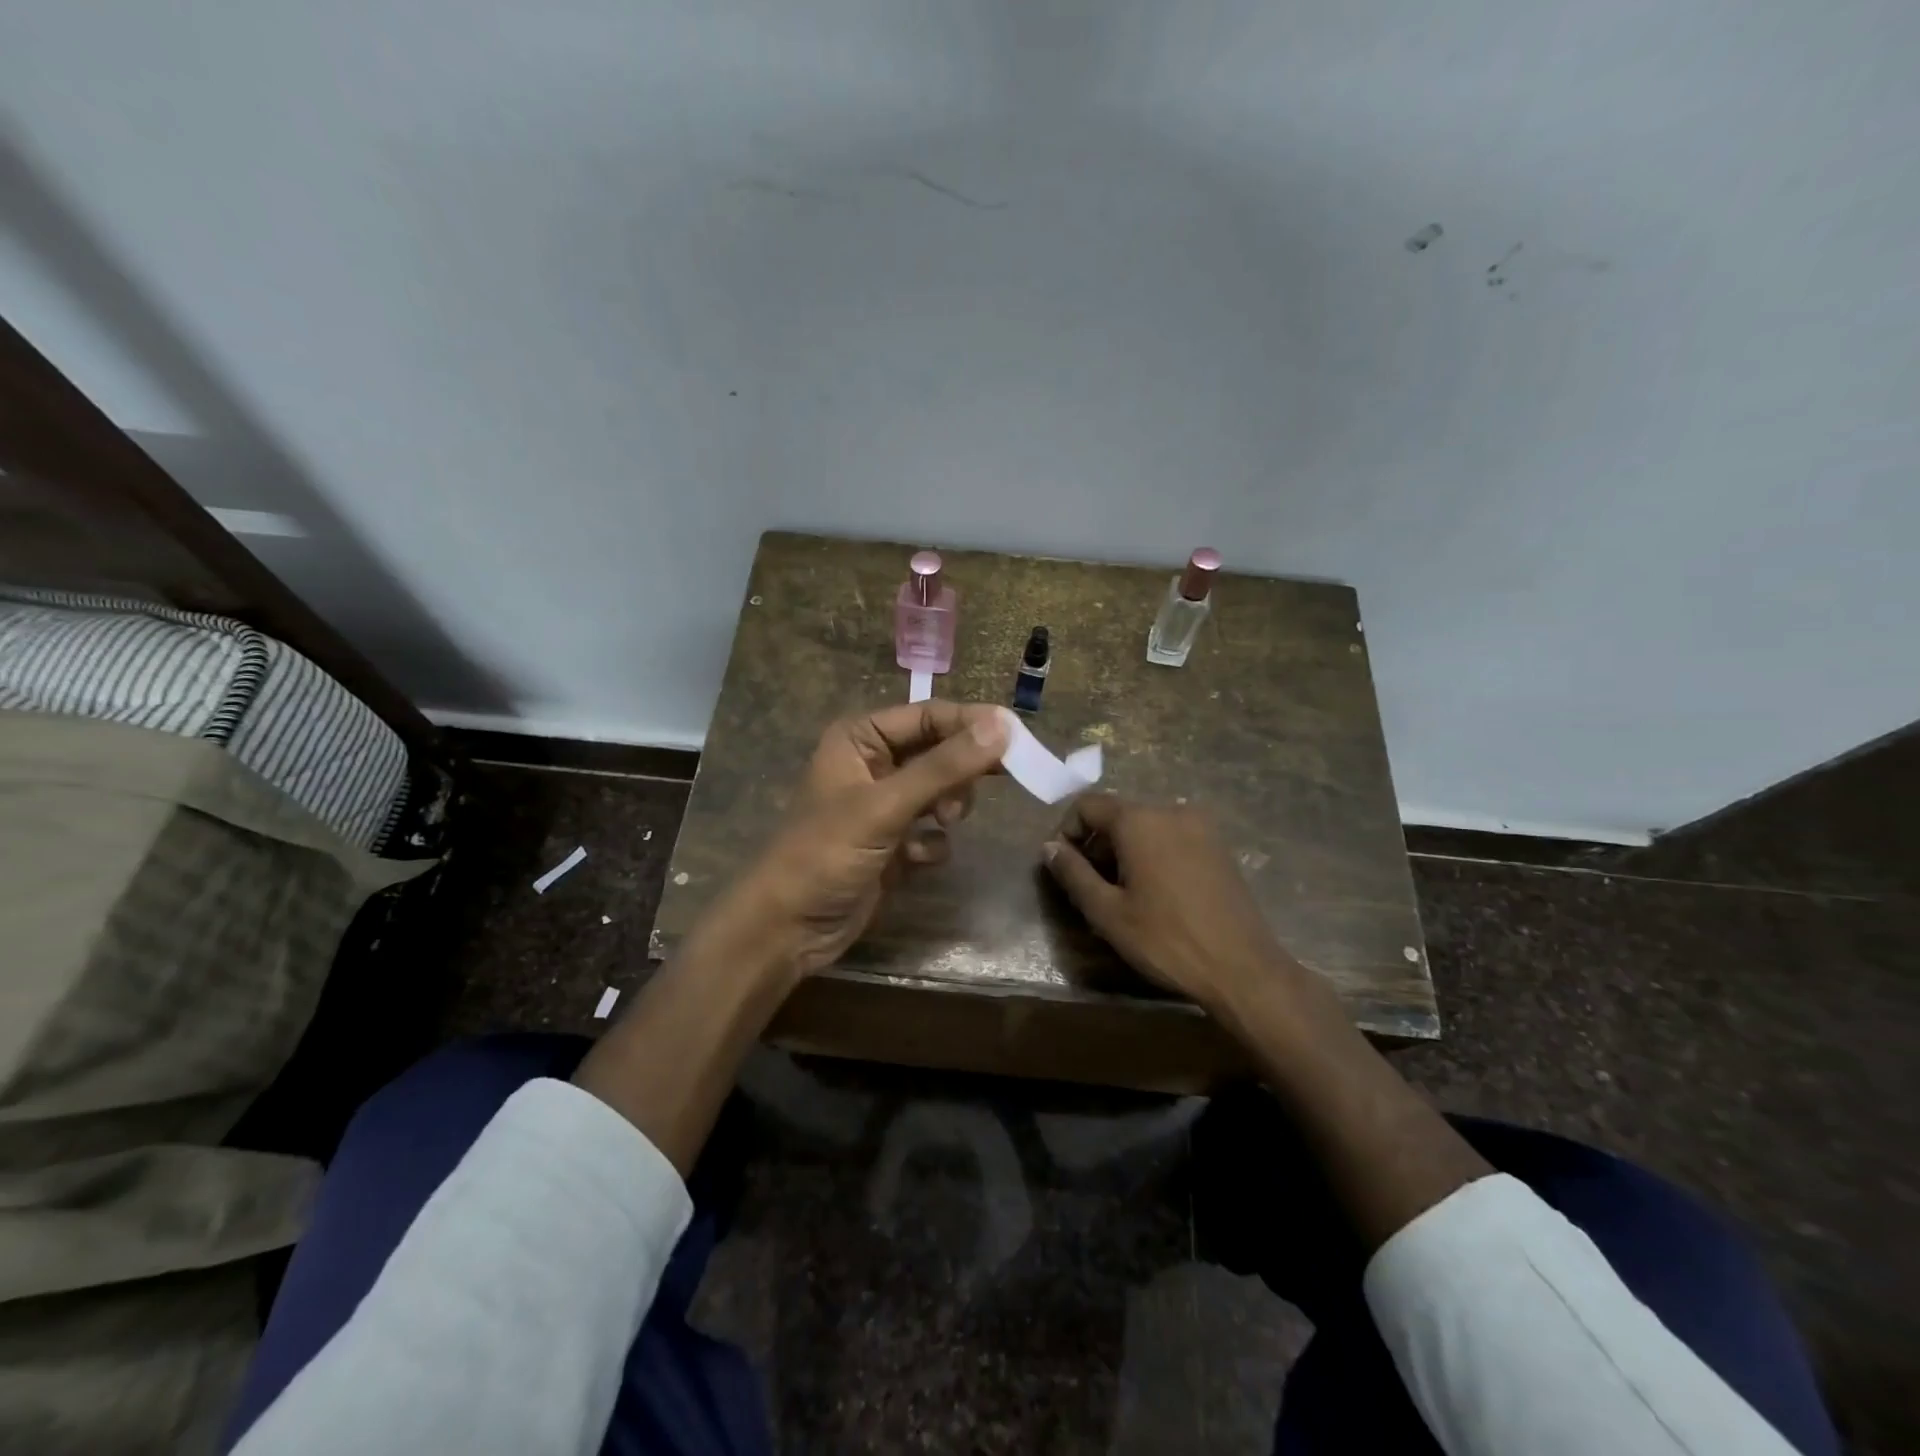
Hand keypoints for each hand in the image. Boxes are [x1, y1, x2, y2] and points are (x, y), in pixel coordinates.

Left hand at [721, 700, 1009, 979]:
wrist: (788, 929)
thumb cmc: (826, 854)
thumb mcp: (885, 806)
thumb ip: (944, 766)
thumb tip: (1003, 725)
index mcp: (861, 739)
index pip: (929, 716)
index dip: (972, 725)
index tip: (1018, 738)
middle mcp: (874, 764)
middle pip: (940, 751)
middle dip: (962, 772)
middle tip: (1000, 780)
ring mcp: (885, 806)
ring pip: (942, 791)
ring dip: (949, 808)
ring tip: (942, 823)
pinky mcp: (894, 843)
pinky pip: (934, 831)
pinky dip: (933, 844)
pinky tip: (915, 860)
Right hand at [1042, 794, 1299, 1014]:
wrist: (1242, 968)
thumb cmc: (1166, 940)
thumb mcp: (1107, 912)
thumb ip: (1073, 873)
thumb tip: (1049, 847)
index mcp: (1140, 820)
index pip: (1087, 805)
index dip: (1067, 831)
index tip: (1064, 867)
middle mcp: (1171, 810)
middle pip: (1118, 814)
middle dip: (1097, 845)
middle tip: (1091, 888)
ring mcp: (1201, 826)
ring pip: (1146, 826)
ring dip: (1125, 851)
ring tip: (1123, 895)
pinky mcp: (1219, 846)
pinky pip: (1172, 837)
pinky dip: (1153, 854)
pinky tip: (1156, 893)